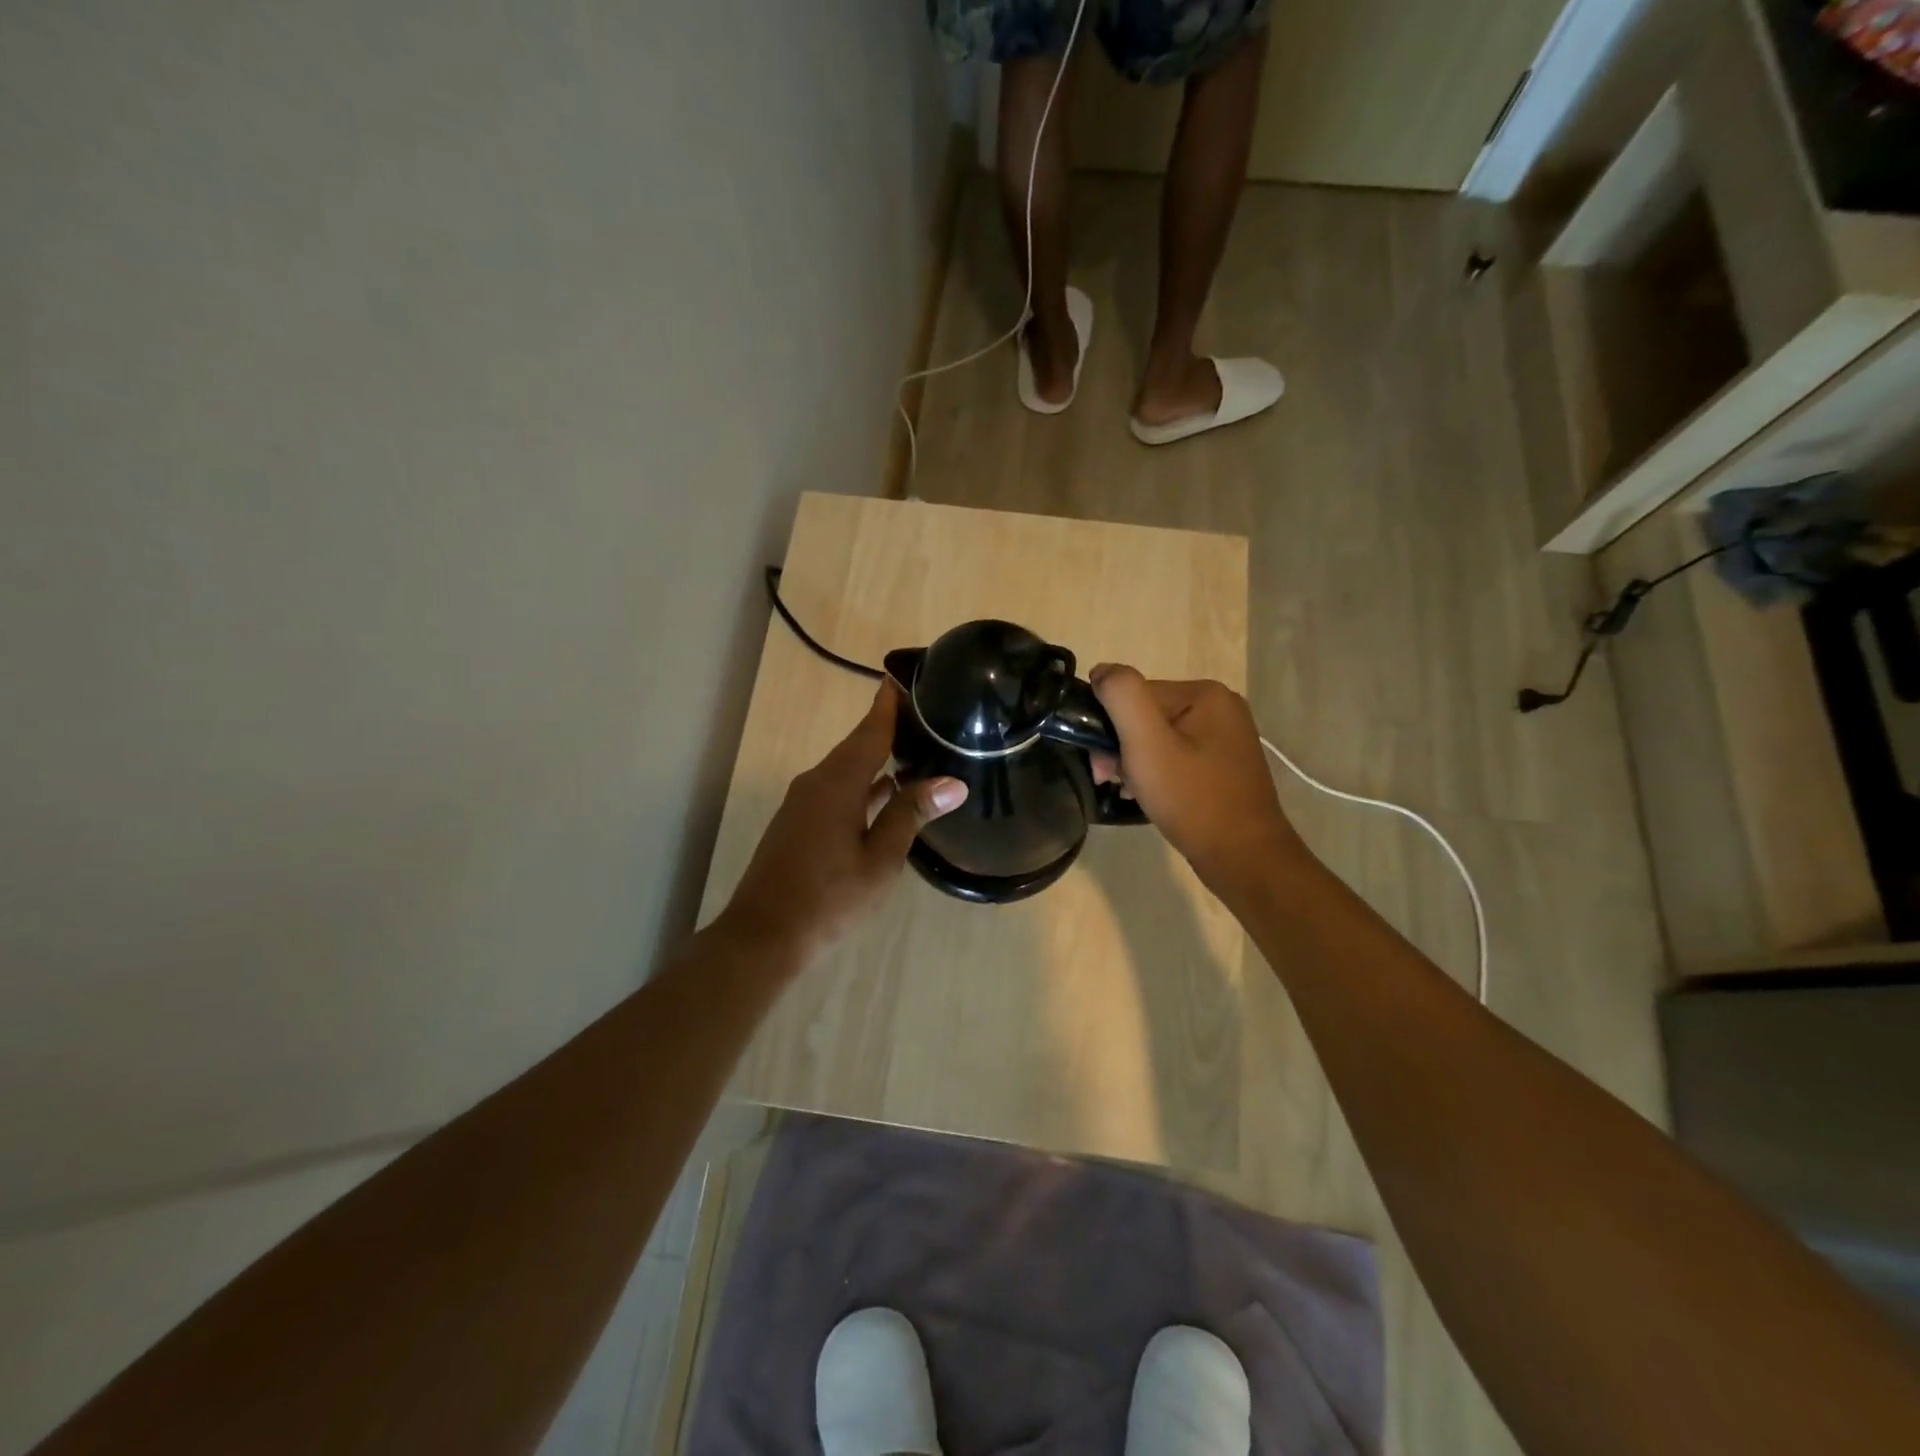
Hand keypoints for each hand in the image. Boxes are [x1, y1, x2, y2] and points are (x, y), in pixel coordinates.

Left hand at [722, 680, 966, 962]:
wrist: (764, 934)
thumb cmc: (829, 897)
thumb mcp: (881, 859)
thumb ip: (911, 814)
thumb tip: (952, 782)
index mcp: (838, 783)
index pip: (870, 732)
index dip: (887, 706)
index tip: (902, 678)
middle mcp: (816, 783)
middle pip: (856, 747)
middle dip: (885, 729)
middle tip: (921, 715)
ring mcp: (802, 803)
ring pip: (845, 770)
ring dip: (875, 759)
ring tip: (911, 750)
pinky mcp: (797, 823)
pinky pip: (835, 790)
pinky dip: (861, 784)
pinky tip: (883, 794)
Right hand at [1089, 664, 1303, 899]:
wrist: (1243, 857)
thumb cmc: (1192, 798)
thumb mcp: (1147, 743)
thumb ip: (1122, 696)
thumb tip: (1102, 671)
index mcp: (1205, 693)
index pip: (1135, 695)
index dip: (1110, 727)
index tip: (1102, 765)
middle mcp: (1221, 707)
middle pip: (1147, 716)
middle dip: (1122, 747)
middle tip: (1110, 781)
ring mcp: (1226, 737)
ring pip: (1159, 738)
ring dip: (1136, 763)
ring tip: (1132, 792)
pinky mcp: (1225, 765)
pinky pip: (1177, 756)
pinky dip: (1158, 773)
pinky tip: (1151, 796)